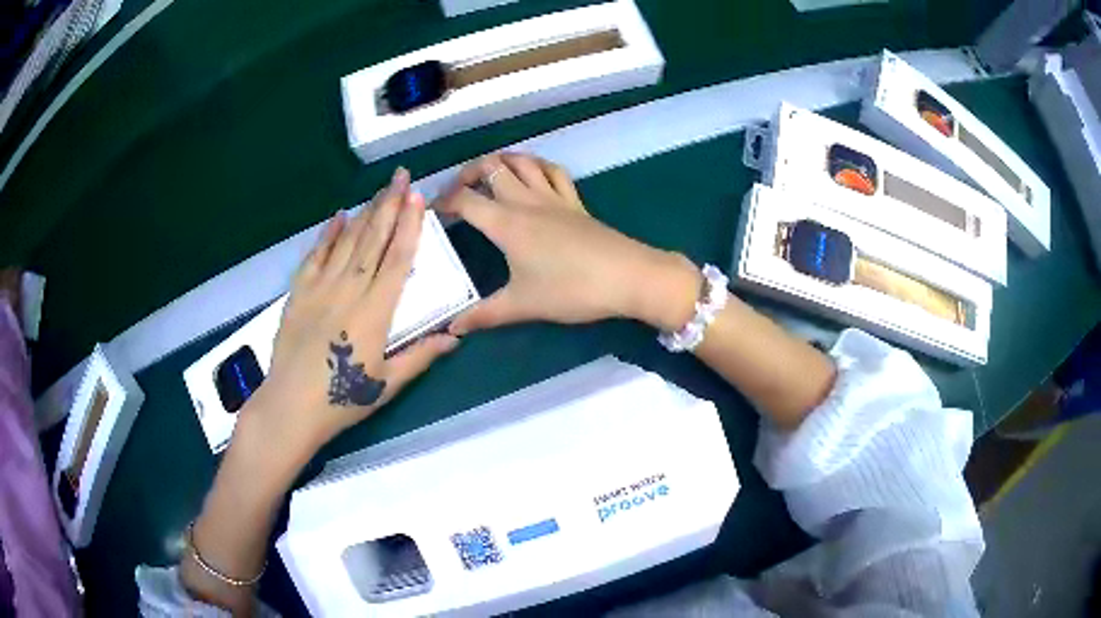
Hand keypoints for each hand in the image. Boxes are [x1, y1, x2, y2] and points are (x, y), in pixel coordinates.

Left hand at [239, 168, 459, 470]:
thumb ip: (421, 357)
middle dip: (390, 204)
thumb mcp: (388, 385)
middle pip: (373, 239)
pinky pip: (315, 256)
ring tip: (380, 189)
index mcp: (374, 312)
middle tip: (402, 176)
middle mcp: (348, 290)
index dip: (410, 225)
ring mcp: (320, 288)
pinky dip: (327, 235)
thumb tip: (455, 337)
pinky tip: (337, 217)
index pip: (398, 259)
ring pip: (346, 242)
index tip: (418, 197)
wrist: (290, 406)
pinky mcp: (299, 293)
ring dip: (364, 212)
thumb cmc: (342, 401)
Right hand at [434, 153, 701, 334]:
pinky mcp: (575, 202)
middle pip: (490, 168)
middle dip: (467, 174)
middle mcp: (526, 201)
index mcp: (506, 223)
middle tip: (457, 192)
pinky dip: (536, 166)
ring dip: (500, 161)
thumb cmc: (571, 290)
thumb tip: (452, 329)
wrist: (628, 277)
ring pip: (522, 161)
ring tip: (487, 176)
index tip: (432, 213)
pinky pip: (553, 171)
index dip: (443, 202)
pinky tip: (532, 174)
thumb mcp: (523, 305)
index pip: (465, 200)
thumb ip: (484, 315)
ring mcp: (554, 197)